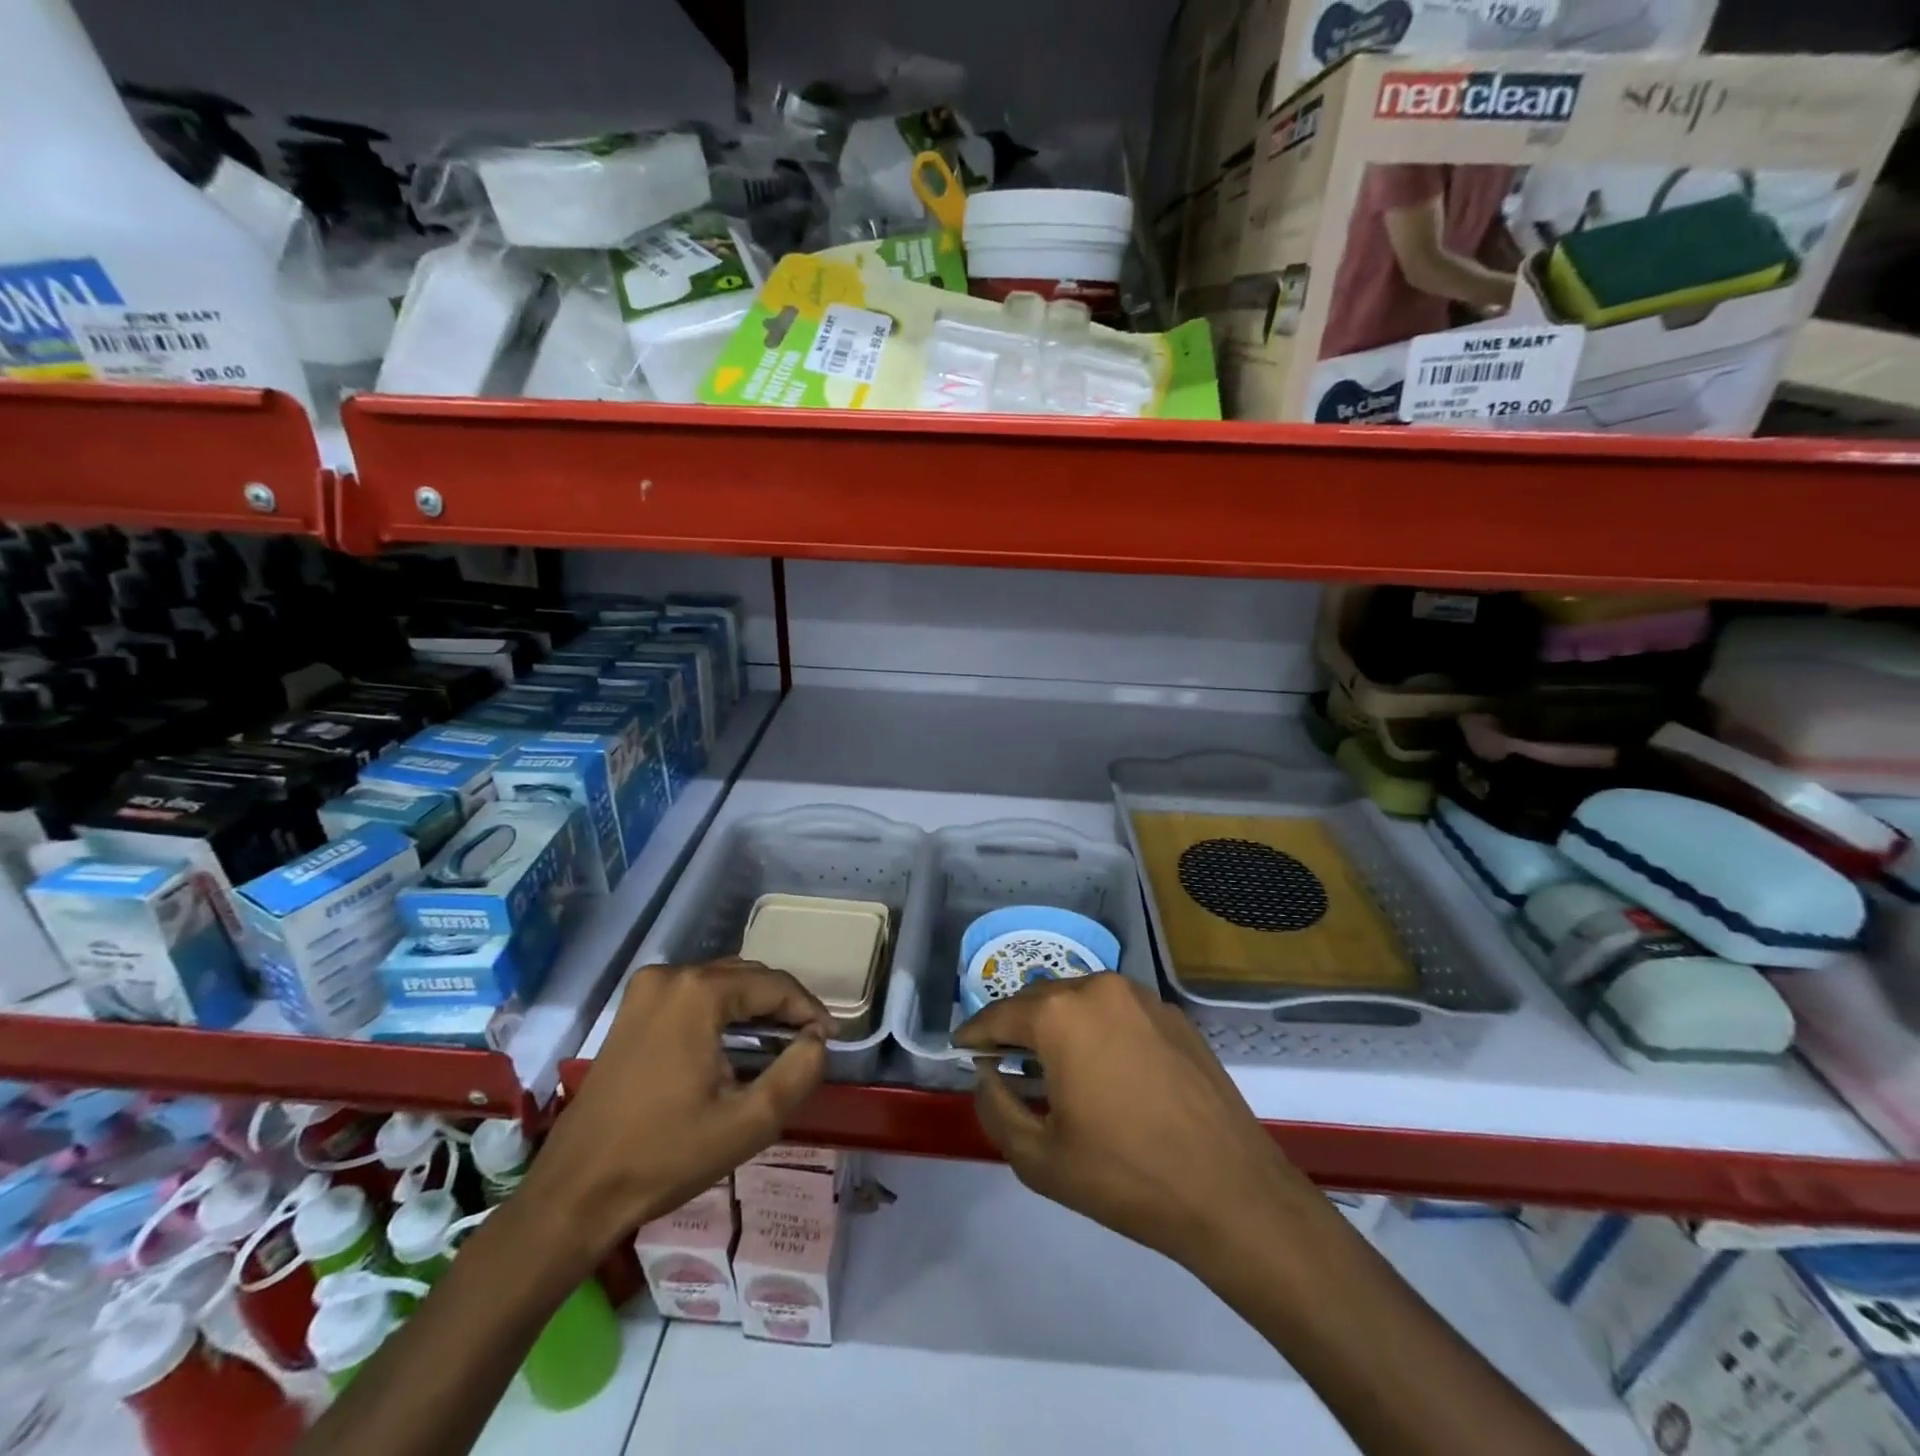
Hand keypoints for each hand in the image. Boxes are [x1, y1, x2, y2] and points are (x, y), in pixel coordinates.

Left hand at [532, 960, 831, 1250]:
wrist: (575, 1192)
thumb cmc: (665, 1156)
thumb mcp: (747, 1122)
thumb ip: (798, 1073)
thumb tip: (817, 1040)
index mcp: (699, 992)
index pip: (774, 985)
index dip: (809, 1009)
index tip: (831, 1038)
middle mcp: (671, 976)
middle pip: (746, 977)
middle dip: (782, 1005)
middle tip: (809, 1041)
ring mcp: (645, 990)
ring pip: (720, 983)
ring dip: (753, 1007)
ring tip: (780, 1043)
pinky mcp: (632, 1010)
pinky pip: (693, 995)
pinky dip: (722, 1011)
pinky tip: (735, 1044)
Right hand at [954, 975, 1319, 1275]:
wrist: (1231, 1191)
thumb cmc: (1125, 1175)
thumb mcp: (1040, 1158)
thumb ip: (996, 1107)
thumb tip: (987, 1075)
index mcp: (1061, 1014)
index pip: (999, 1014)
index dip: (974, 1033)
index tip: (960, 1048)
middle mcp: (1099, 987)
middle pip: (1040, 1000)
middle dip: (1015, 1026)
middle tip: (1000, 1059)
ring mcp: (1142, 997)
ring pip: (1080, 1000)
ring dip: (1057, 1024)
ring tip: (1049, 1062)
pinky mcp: (1173, 1015)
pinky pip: (1117, 1012)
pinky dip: (1097, 1029)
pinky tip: (1102, 1067)